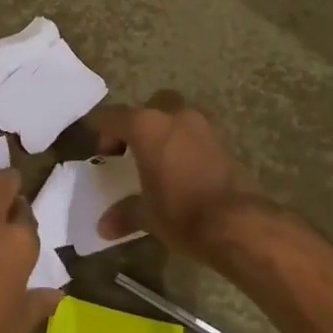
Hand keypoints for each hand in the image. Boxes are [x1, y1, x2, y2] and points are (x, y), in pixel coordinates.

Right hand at [90, 91, 266, 259]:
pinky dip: (186, 144)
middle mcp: (174, 116)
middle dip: (138, 123)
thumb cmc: (180, 212)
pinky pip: (196, 134)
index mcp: (146, 126)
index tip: (96, 145)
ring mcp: (203, 126)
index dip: (100, 128)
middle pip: (150, 106)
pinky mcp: (224, 142)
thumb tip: (104, 226)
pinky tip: (181, 169)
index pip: (113, 116)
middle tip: (131, 149)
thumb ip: (124, 213)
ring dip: (166, 131)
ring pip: (178, 115)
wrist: (237, 224)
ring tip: (158, 159)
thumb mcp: (147, 215)